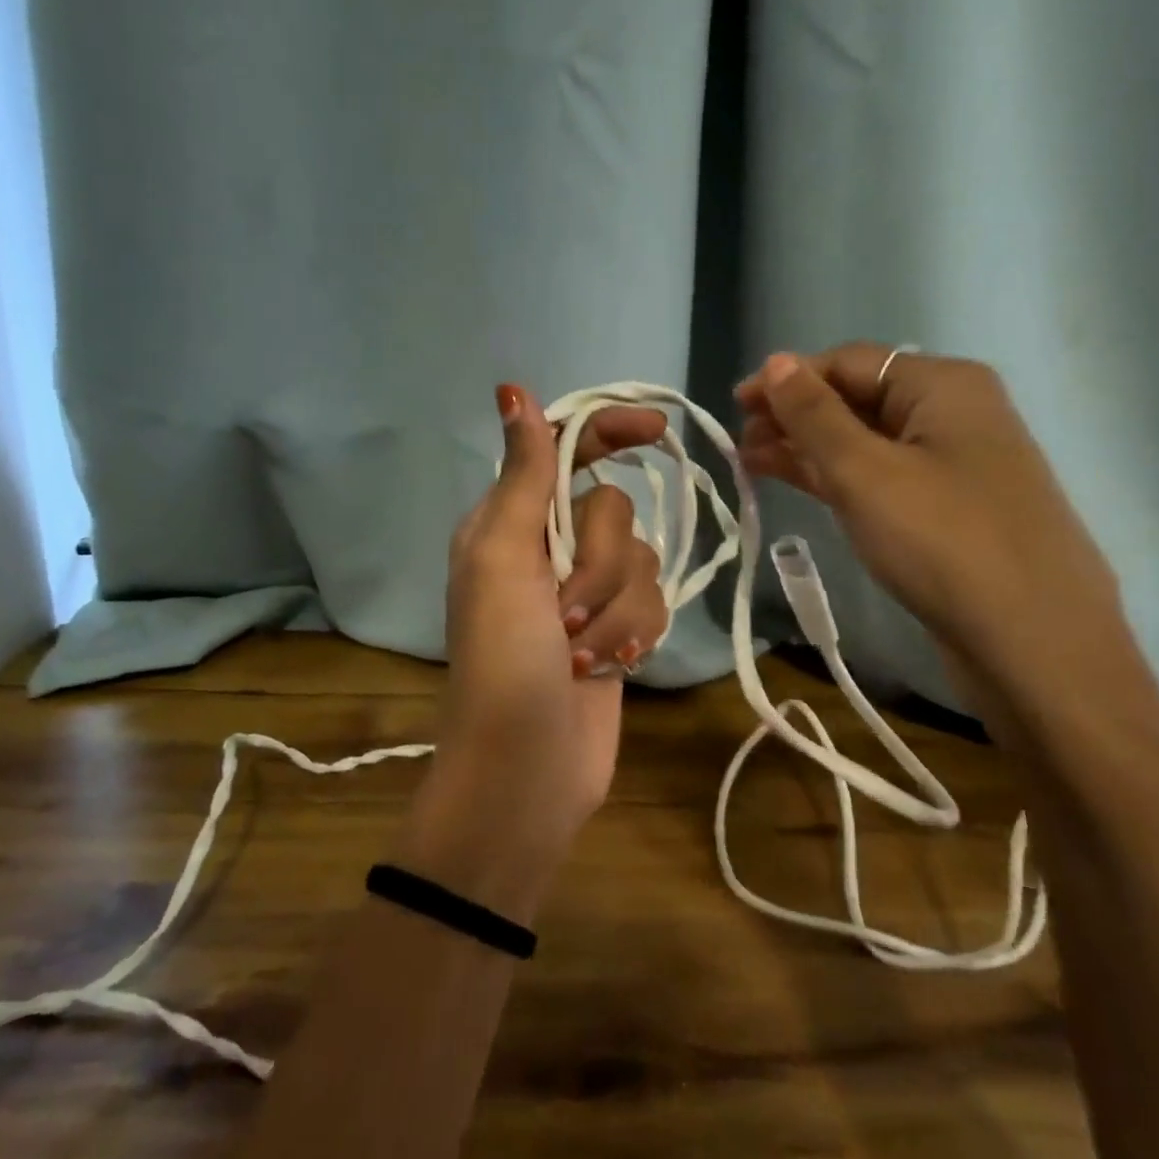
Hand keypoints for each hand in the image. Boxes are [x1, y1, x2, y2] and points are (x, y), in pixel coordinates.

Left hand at [397, 383, 669, 920]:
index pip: (564, 451)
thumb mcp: (503, 559)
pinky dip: (634, 632)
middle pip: (612, 509)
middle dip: (599, 562)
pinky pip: (653, 601)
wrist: (527, 768)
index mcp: (508, 523)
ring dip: (616, 608)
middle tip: (566, 613)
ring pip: (640, 558)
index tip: (655, 429)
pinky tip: (611, 668)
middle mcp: (547, 549)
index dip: (607, 431)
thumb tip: (513, 390)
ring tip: (582, 654)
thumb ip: (520, 475)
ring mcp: (586, 592)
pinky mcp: (618, 629)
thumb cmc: (503, 660)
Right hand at [734, 345, 1127, 706]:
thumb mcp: (865, 472)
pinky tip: (798, 483)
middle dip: (795, 415)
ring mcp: (953, 464)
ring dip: (808, 448)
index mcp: (942, 386)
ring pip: (865, 441)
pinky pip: (881, 477)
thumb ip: (814, 415)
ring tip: (752, 463)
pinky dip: (836, 477)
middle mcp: (952, 414)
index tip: (735, 405)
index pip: (849, 362)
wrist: (1033, 643)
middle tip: (740, 442)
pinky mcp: (947, 510)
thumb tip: (776, 361)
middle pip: (857, 398)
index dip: (788, 379)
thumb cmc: (943, 541)